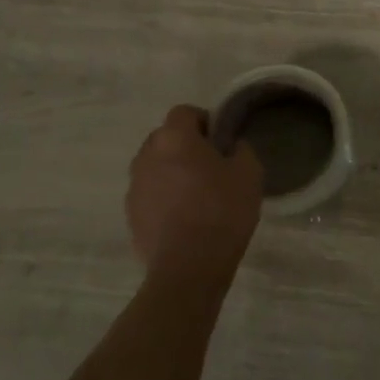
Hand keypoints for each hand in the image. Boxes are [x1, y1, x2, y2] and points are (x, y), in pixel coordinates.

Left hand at [126, 106, 263, 287]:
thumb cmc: (222, 211)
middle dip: (185, 145)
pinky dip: (163, 197)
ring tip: (195, 194)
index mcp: (174, 138)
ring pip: (154, 166)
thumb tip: (232, 146)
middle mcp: (147, 155)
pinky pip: (149, 194)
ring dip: (171, 171)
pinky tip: (183, 218)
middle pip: (165, 137)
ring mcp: (134, 186)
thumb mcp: (249, 174)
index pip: (184, 112)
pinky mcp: (130, 215)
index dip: (203, 120)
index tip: (220, 140)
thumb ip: (241, 150)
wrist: (188, 268)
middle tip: (210, 166)